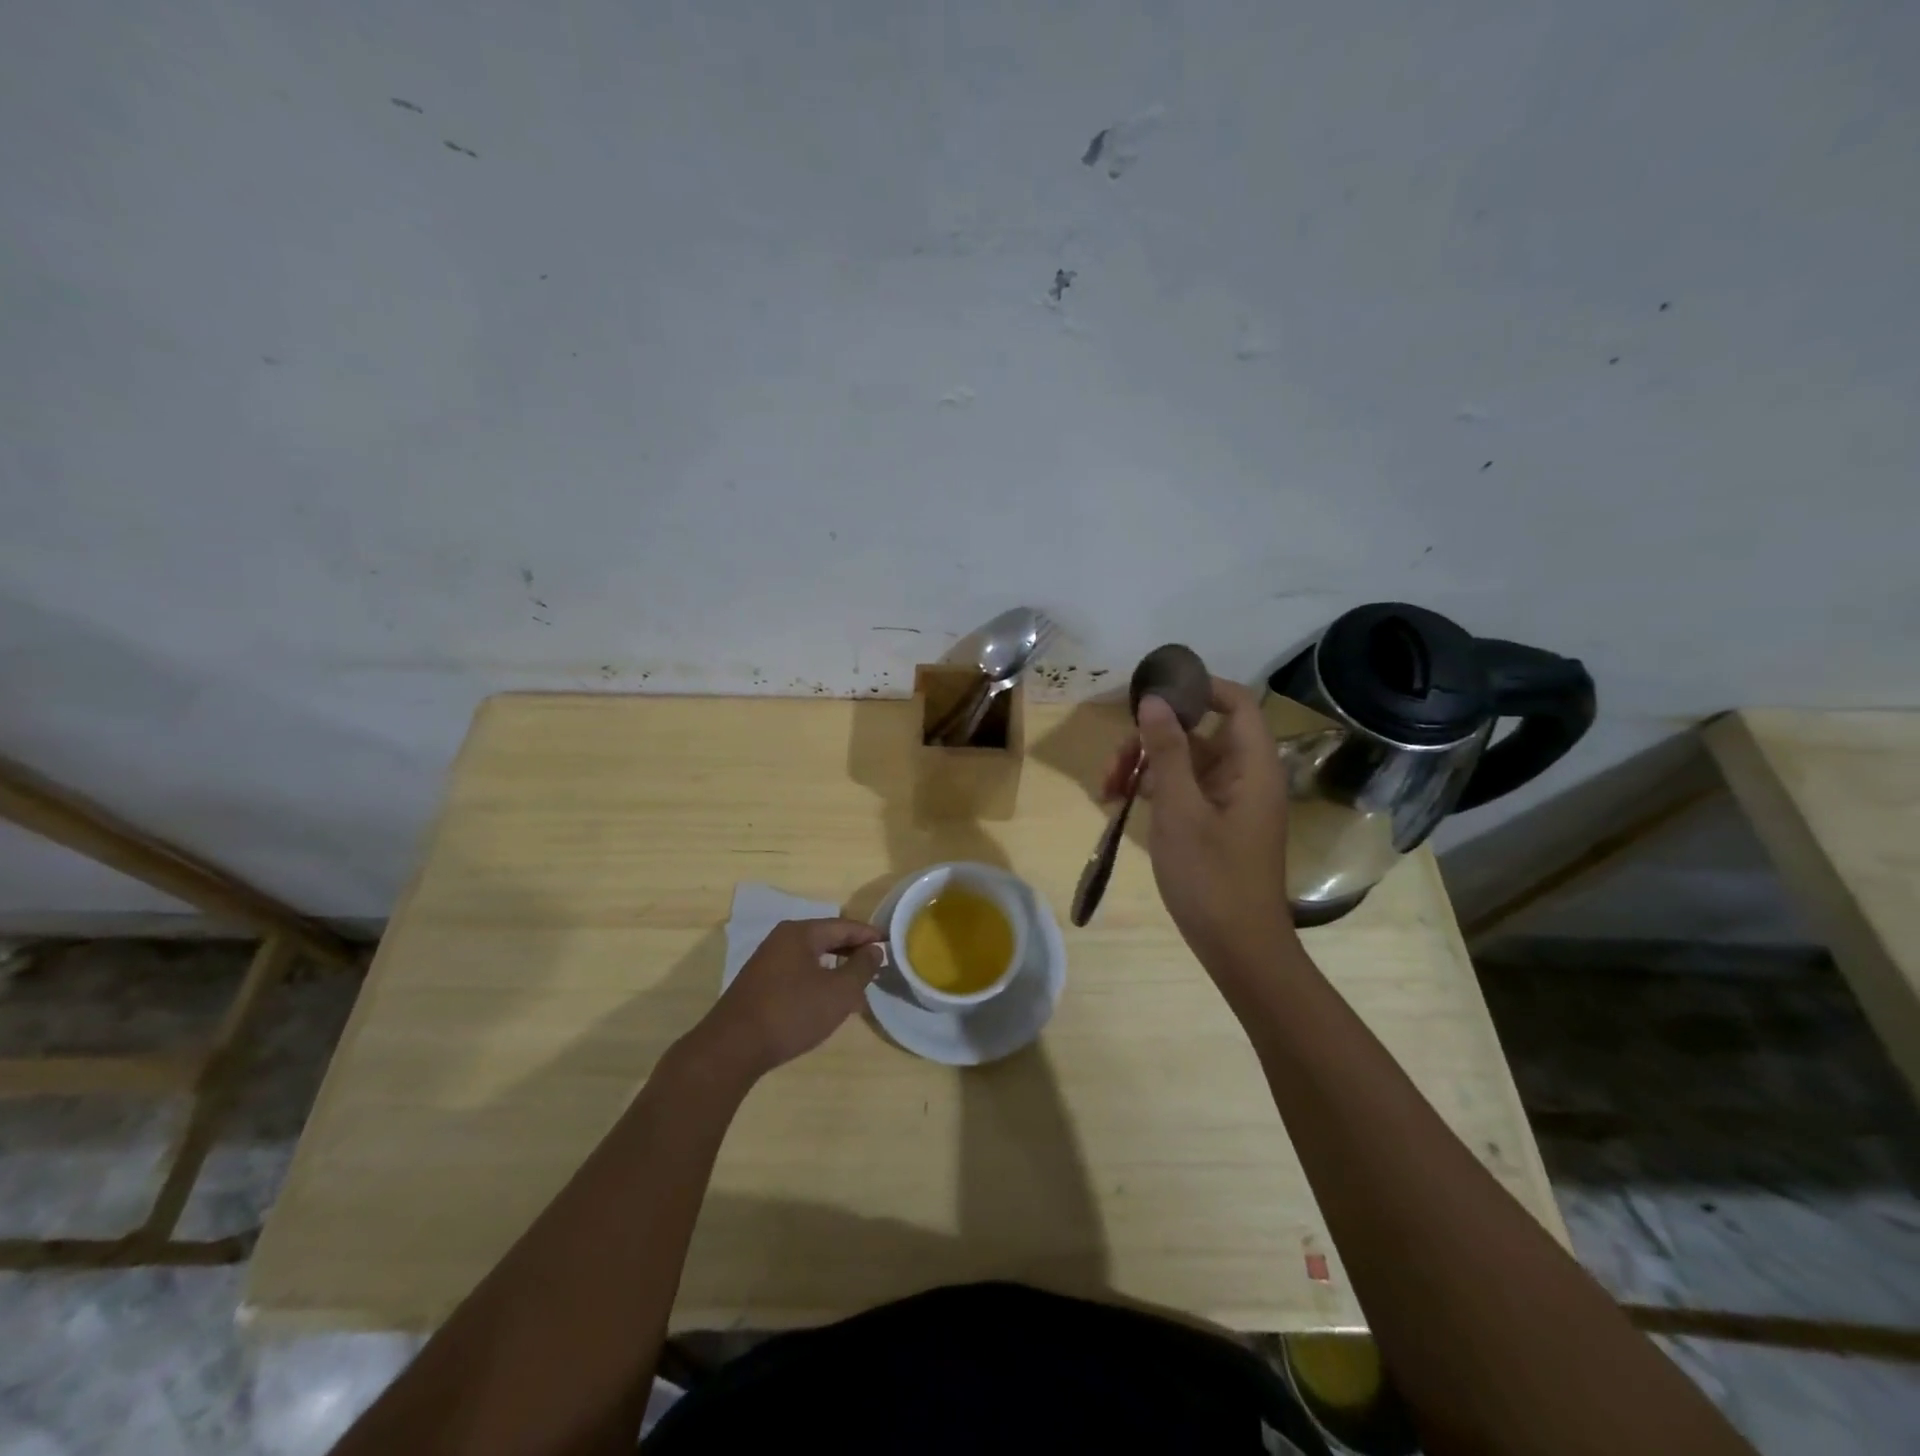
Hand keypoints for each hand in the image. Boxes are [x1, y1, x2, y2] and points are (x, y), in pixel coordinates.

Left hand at [693, 918, 885, 1081]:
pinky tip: (827, 1003)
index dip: (869, 935)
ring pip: (812, 959)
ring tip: (857, 989)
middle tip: (877, 966)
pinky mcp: (759, 985)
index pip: (844, 926)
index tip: (891, 944)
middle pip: (826, 939)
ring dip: (836, 970)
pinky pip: (798, 974)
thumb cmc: (791, 1013)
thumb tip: (874, 950)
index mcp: (800, 933)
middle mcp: (781, 940)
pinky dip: (818, 982)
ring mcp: (766, 962)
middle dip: (852, 953)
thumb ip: (861, 968)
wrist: (732, 1048)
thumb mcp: (838, 992)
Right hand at [1101, 677, 1294, 973]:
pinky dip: (1153, 790)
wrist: (1237, 947)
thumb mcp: (1181, 810)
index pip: (1236, 702)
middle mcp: (1244, 775)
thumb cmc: (1211, 877)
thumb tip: (1153, 700)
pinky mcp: (1213, 822)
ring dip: (1144, 767)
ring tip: (1107, 790)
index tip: (1153, 692)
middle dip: (1151, 739)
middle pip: (1197, 733)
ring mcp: (1228, 800)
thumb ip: (1167, 751)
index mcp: (1252, 765)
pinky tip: (1120, 803)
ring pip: (1183, 762)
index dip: (1198, 688)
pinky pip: (1182, 789)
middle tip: (1114, 763)